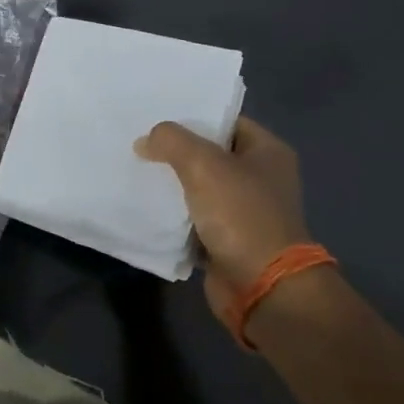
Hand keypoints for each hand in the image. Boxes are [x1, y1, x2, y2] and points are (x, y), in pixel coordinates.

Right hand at [134, 116, 310, 324]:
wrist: (262, 287)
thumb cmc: (241, 215)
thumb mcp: (203, 165)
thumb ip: (171, 141)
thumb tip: (146, 140)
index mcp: (268, 152)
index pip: (226, 121)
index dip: (194, 116)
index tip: (157, 116)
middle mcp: (260, 178)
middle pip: (210, 154)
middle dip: (176, 151)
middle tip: (139, 141)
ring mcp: (245, 212)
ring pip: (199, 187)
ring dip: (172, 184)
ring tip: (135, 169)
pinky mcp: (228, 240)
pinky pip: (194, 218)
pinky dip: (174, 215)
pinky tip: (145, 205)